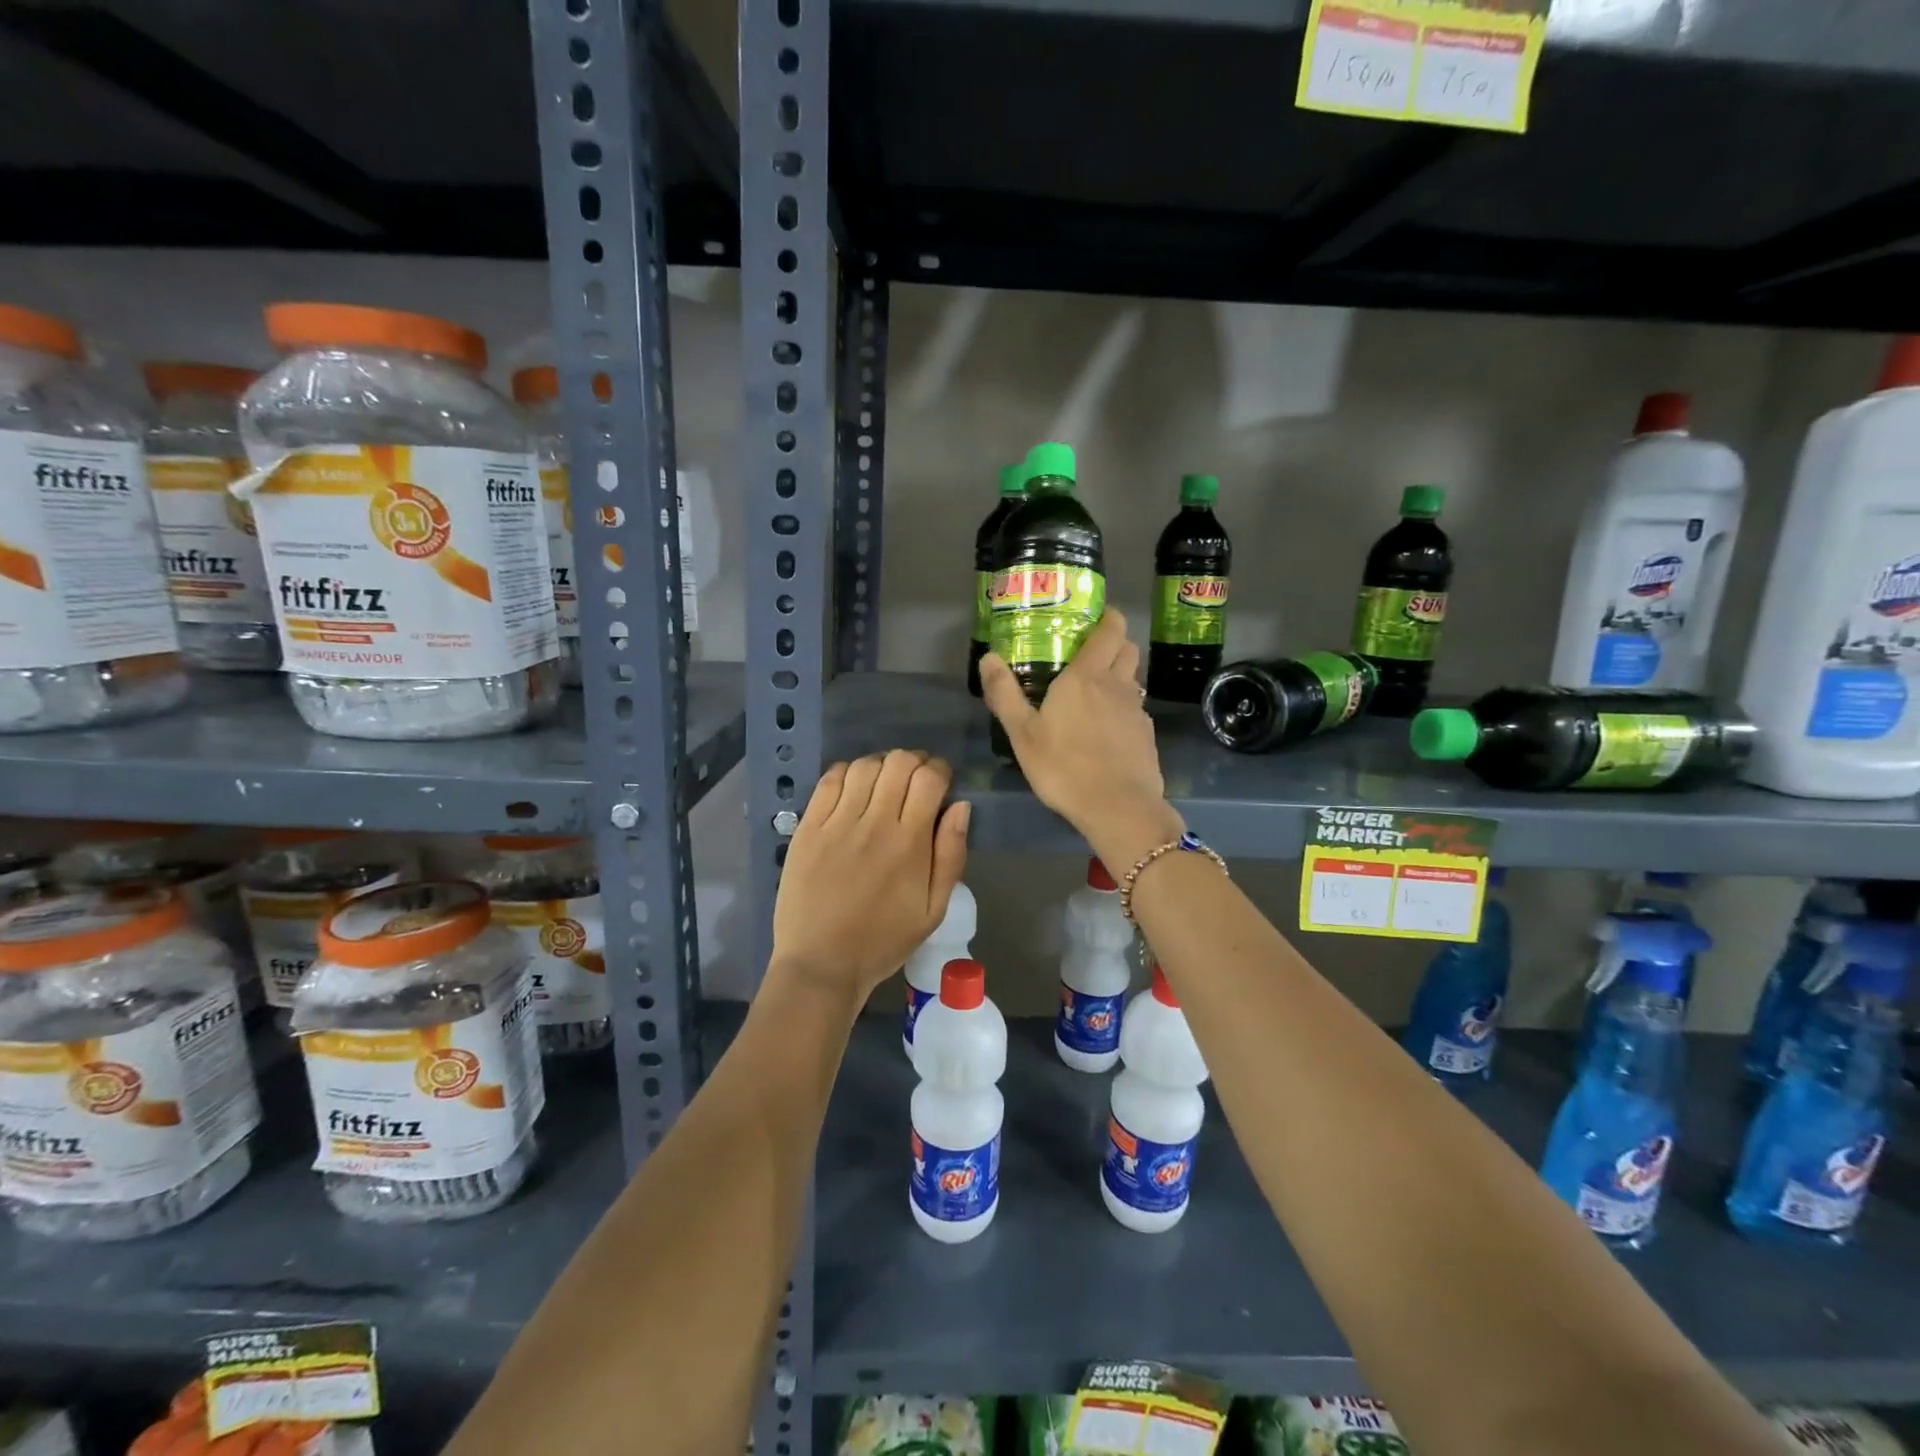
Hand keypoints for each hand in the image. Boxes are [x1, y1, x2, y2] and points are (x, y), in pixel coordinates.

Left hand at [770, 750, 970, 1006]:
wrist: (821, 963)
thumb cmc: (884, 940)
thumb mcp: (934, 910)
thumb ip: (951, 855)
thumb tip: (960, 807)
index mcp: (909, 842)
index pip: (929, 778)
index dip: (940, 770)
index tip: (941, 782)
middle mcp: (873, 822)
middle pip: (898, 762)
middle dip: (914, 762)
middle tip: (915, 781)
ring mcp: (836, 822)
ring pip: (864, 765)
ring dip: (882, 765)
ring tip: (884, 783)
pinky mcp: (808, 827)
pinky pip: (829, 780)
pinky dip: (847, 773)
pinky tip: (854, 788)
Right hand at [979, 609, 1182, 858]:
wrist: (1118, 807)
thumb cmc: (1064, 767)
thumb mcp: (1022, 733)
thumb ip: (1005, 694)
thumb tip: (988, 657)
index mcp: (1086, 677)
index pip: (1111, 630)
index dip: (1108, 618)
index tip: (1096, 618)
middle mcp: (1118, 685)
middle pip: (1128, 649)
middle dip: (1114, 643)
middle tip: (1090, 654)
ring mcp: (1137, 711)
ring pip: (1134, 680)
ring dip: (1119, 677)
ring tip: (1095, 695)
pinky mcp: (1147, 736)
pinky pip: (1137, 710)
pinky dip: (1124, 710)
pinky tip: (1107, 732)